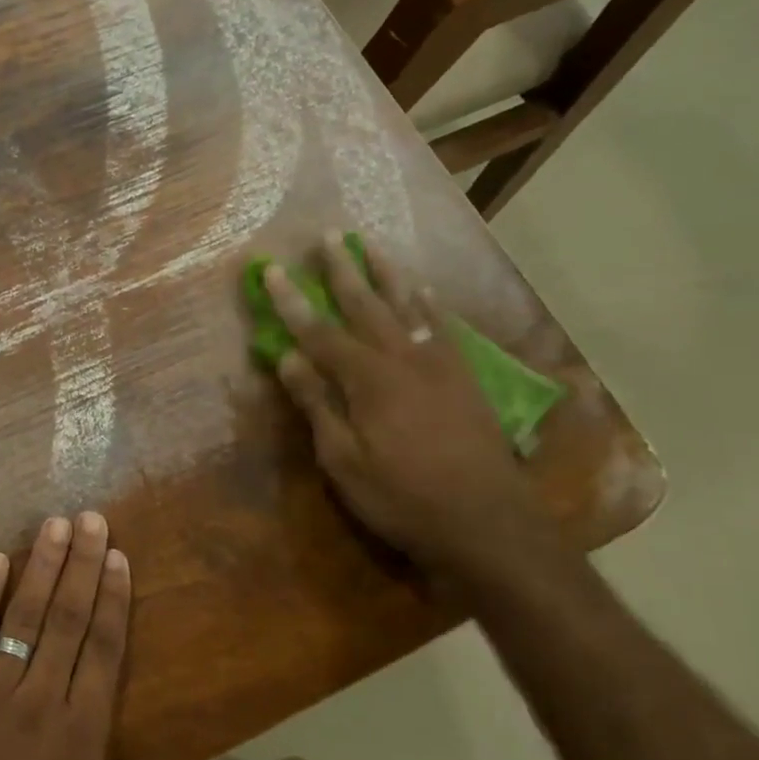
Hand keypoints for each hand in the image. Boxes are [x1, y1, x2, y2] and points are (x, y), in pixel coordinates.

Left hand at [0, 514, 237, 759]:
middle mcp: (39, 700)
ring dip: (40, 567)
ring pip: (22, 617)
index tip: (118, 556)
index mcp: (80, 737)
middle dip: (80, 565)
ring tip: (54, 524)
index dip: (113, 600)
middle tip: (90, 518)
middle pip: (66, 620)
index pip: (103, 651)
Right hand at [264, 233, 548, 570]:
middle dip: (342, 270)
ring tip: (371, 246)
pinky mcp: (464, 378)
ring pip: (409, 307)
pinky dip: (428, 303)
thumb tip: (288, 358)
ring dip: (387, 274)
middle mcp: (405, 360)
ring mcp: (440, 365)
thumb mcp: (344, 460)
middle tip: (327, 236)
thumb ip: (317, 404)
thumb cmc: (402, 497)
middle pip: (367, 305)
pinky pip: (443, 327)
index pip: (319, 331)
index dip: (292, 301)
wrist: (486, 523)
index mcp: (369, 380)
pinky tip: (422, 291)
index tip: (272, 269)